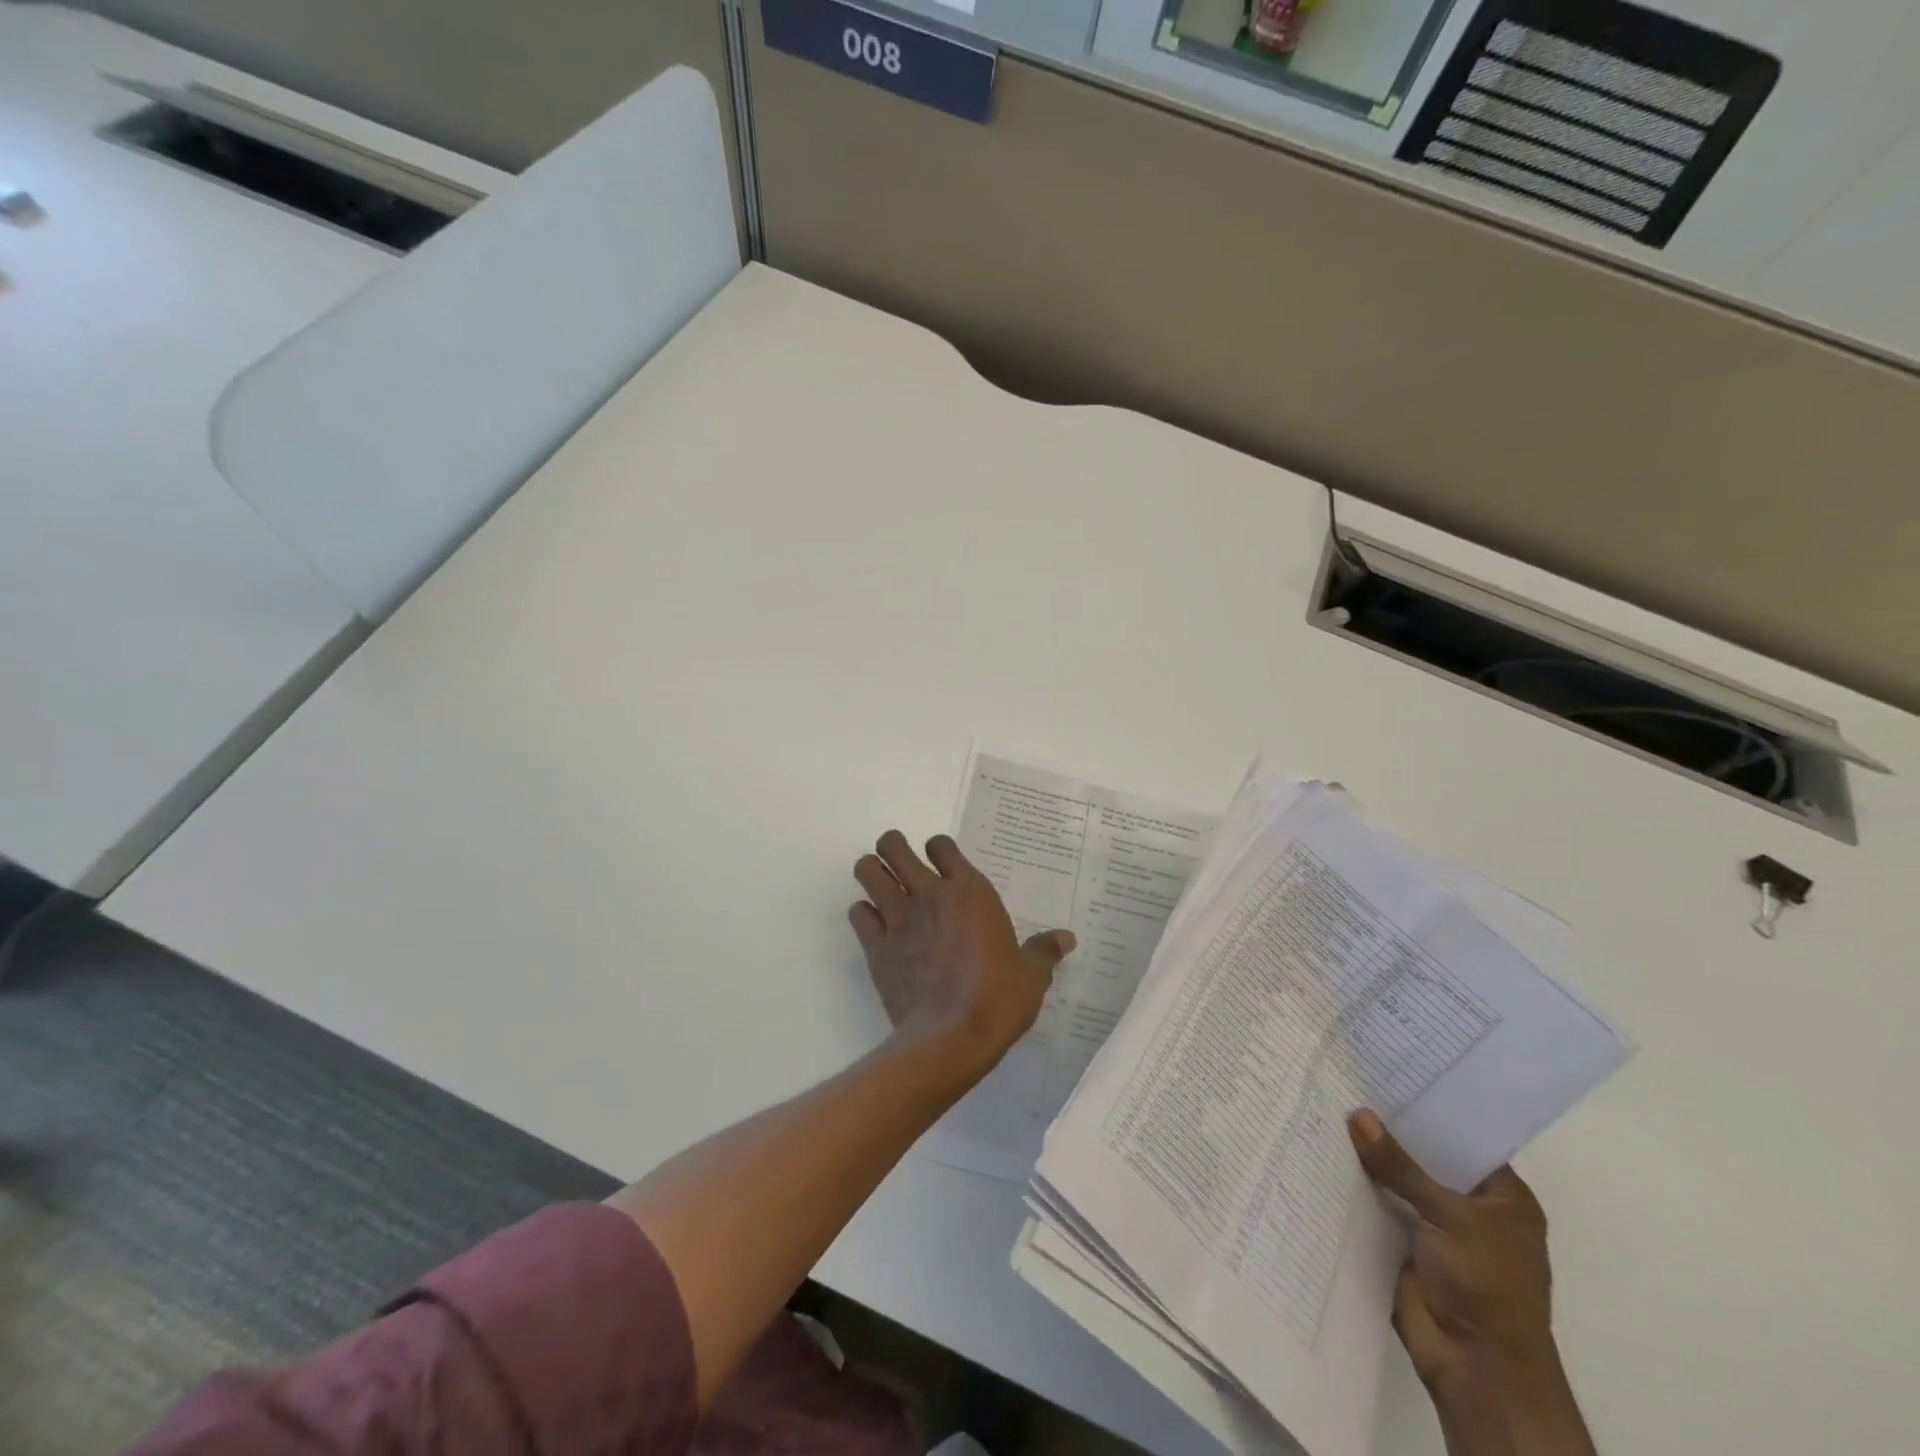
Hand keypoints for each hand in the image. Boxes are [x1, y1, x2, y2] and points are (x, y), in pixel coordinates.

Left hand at [850, 831, 1073, 1071]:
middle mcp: (929, 894)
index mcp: (969, 891)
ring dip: (871, 872)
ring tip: (883, 886)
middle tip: (902, 865)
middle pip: (893, 846)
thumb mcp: (1031, 974)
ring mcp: (898, 918)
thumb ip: (1044, 950)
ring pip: (867, 870)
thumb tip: (1067, 939)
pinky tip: (877, 927)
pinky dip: (864, 914)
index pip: (942, 845)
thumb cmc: (998, 998)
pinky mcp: (876, 946)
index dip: (939, 849)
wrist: (951, 1037)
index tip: (943, 863)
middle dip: (892, 848)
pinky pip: (858, 913)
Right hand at [1348, 1110, 1591, 1453]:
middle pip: (1423, 1156)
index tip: (1386, 1069)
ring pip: (1395, 1180)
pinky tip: (1318, 1151)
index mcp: (1501, 1197)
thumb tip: (1357, 1115)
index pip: (1461, 1137)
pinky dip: (1352, 1186)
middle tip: (1343, 1078)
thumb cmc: (1486, 1285)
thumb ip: (1401, 1166)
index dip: (1427, 1106)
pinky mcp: (1401, 1244)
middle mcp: (1468, 1207)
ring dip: (1365, 1156)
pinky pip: (1375, 1205)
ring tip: (1321, 1103)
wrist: (1476, 1368)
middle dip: (1387, 1128)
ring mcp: (1433, 1226)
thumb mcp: (1450, 1216)